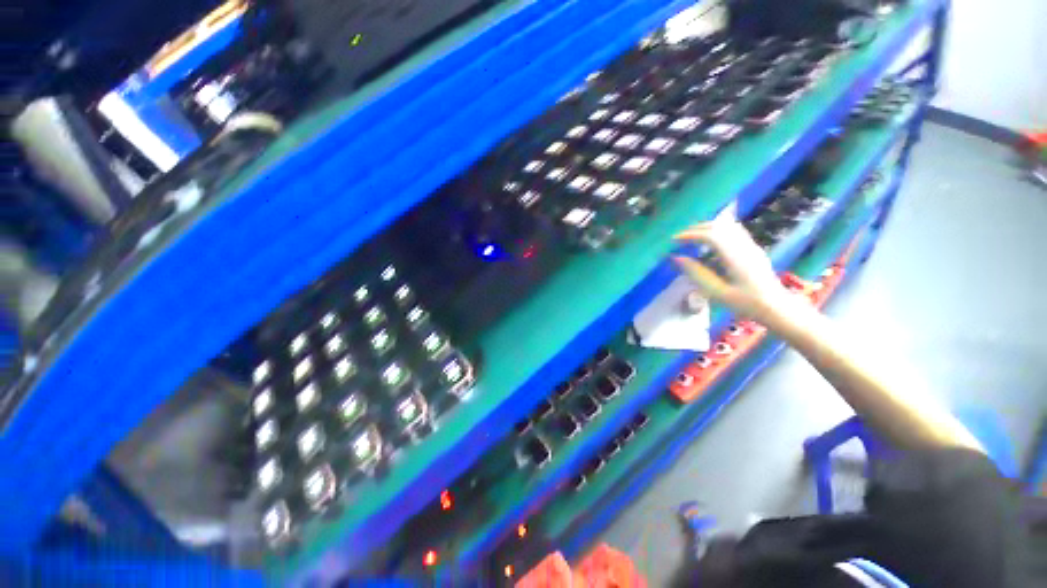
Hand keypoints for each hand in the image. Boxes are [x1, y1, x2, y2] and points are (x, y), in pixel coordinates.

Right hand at [672, 220, 796, 323]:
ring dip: (707, 228)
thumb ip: (697, 274)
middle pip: (719, 226)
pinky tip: (710, 243)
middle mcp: (744, 246)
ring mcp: (751, 246)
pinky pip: (733, 232)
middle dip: (697, 229)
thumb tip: (677, 258)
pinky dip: (717, 232)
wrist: (777, 307)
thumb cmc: (746, 303)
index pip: (710, 235)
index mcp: (735, 256)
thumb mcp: (717, 292)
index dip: (690, 235)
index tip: (675, 240)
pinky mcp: (753, 249)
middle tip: (680, 238)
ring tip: (692, 237)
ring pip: (727, 226)